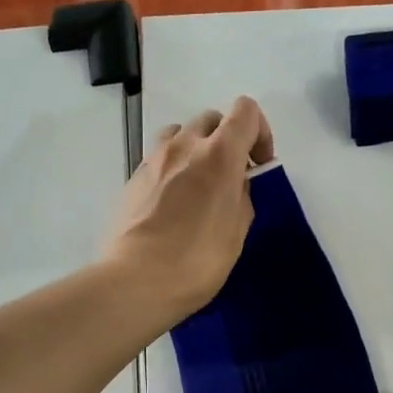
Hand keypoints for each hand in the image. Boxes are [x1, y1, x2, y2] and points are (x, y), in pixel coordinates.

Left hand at [102, 96, 274, 321]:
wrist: (135, 281)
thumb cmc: (196, 261)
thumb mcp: (236, 233)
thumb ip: (241, 198)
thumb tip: (233, 186)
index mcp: (218, 154)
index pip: (245, 111)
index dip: (260, 132)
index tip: (258, 165)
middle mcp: (184, 145)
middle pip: (211, 120)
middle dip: (227, 141)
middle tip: (230, 179)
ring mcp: (153, 160)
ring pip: (180, 134)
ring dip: (196, 150)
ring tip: (198, 187)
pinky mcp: (132, 179)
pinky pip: (159, 159)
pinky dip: (173, 170)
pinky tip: (173, 207)